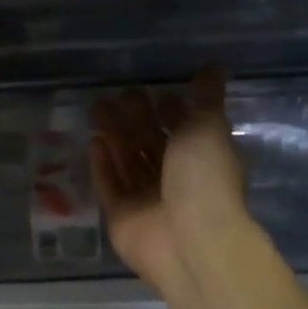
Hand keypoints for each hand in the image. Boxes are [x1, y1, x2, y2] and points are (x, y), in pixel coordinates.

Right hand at [91, 70, 249, 295]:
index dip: (171, 111)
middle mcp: (176, 181)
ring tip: (97, 109)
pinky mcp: (122, 217)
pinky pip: (110, 187)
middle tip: (117, 94)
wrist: (190, 241)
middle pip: (151, 145)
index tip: (154, 90)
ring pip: (128, 162)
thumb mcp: (208, 129)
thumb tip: (214, 67)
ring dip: (115, 137)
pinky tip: (94, 143)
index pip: (184, 130)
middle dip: (135, 120)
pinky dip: (103, 166)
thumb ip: (206, 99)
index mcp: (203, 160)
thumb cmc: (204, 179)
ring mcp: (148, 201)